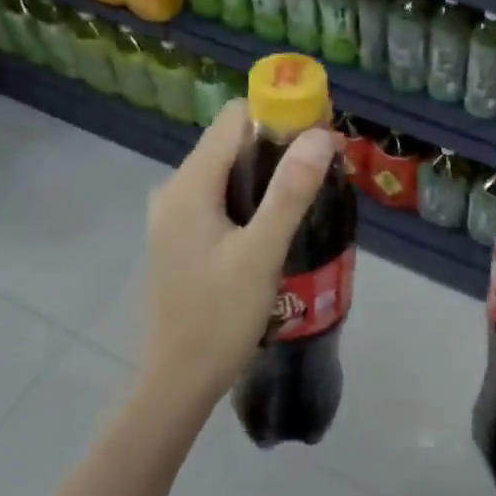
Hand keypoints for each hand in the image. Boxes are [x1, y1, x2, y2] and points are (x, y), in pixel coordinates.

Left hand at [138, 100, 336, 412]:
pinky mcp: (180, 237)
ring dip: (266, 173)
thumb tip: (320, 135)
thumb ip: (289, 192)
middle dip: (277, 145)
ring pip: (226, 171)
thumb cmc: (220, 318)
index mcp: (189, 185)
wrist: (178, 379)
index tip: (319, 134)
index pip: (234, 119)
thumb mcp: (261, 254)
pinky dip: (249, 198)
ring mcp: (173, 215)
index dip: (278, 115)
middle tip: (322, 170)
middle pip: (230, 142)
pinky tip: (275, 224)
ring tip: (306, 196)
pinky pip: (218, 197)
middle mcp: (174, 189)